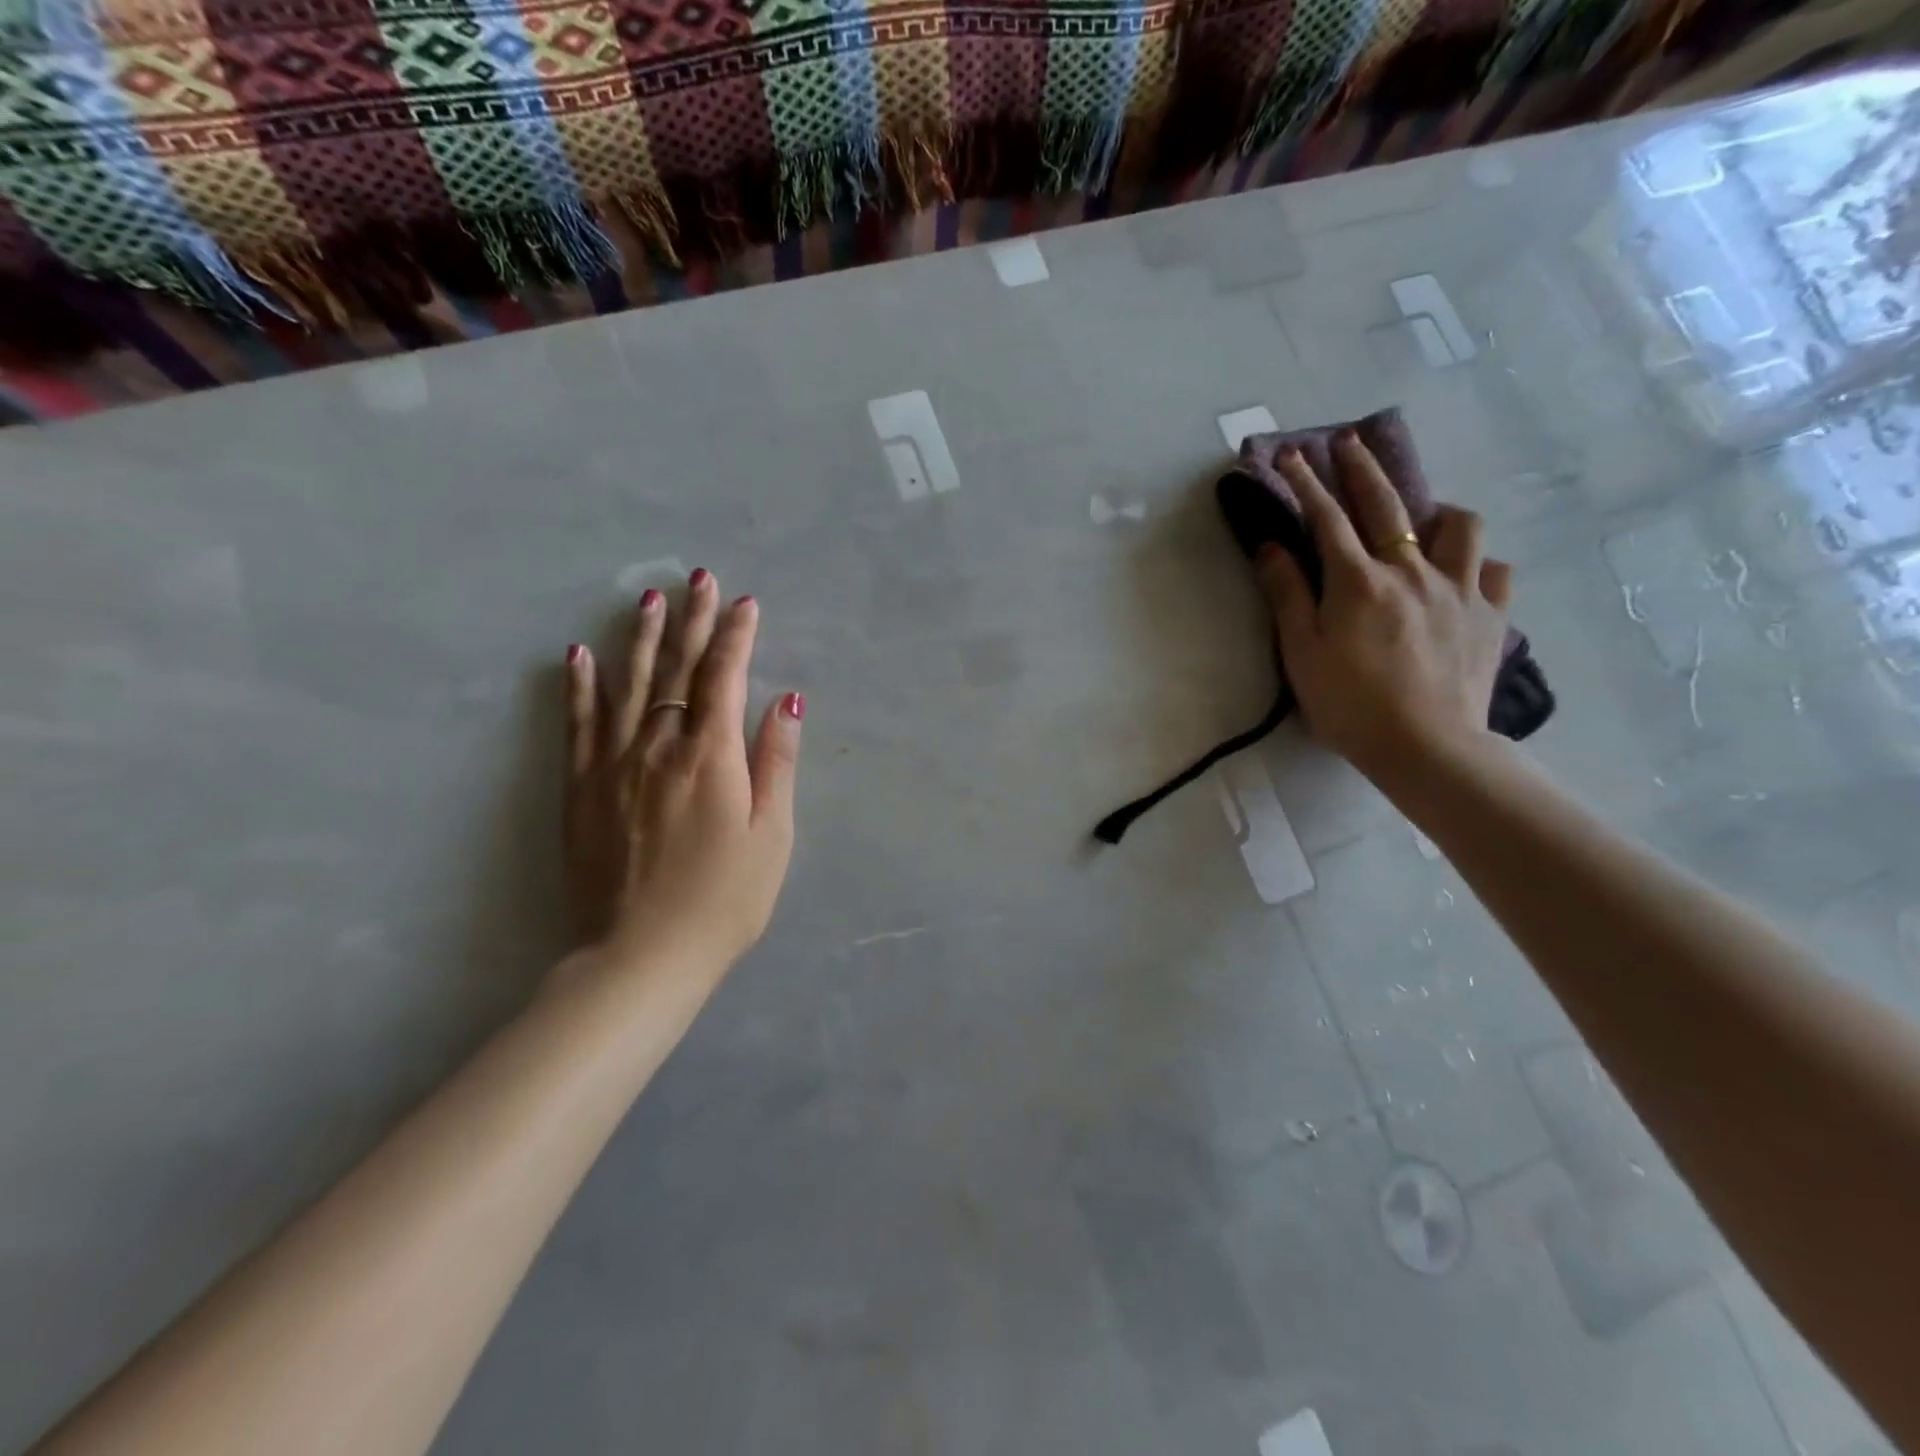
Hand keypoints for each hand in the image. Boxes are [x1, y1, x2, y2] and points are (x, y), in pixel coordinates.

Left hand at [561, 570, 802, 983]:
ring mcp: (613, 764)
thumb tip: (787, 699)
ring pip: (628, 685)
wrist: (640, 957)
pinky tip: (579, 655)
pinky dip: (580, 686)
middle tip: (698, 578)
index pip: (724, 678)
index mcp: (712, 757)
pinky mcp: (580, 789)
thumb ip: (777, 762)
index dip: (736, 637)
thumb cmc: (723, 901)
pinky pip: (578, 724)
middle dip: (691, 621)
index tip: (745, 603)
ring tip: (649, 598)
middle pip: (676, 669)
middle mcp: (659, 746)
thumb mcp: (772, 836)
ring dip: (641, 638)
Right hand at [1257, 432, 1512, 782]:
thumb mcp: (1301, 653)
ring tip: (1422, 521)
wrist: (1426, 747)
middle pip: (1386, 504)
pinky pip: (1495, 572)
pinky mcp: (1492, 616)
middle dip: (1363, 468)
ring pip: (1460, 525)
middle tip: (1349, 443)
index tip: (1291, 455)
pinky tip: (1463, 576)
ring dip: (1436, 513)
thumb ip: (1287, 595)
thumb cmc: (1350, 704)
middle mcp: (1411, 571)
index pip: (1326, 518)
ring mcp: (1460, 590)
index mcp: (1358, 582)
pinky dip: (1477, 565)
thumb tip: (1271, 547)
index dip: (1306, 483)